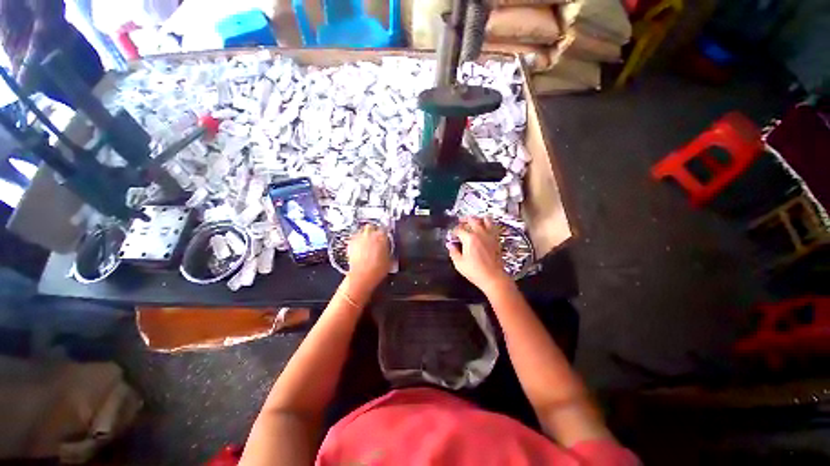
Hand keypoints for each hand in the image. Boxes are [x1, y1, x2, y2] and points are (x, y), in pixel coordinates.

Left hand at [347, 224, 391, 292]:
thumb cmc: (377, 269)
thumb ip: (389, 250)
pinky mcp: (350, 244)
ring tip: (367, 244)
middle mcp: (369, 234)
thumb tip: (388, 249)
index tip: (386, 237)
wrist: (362, 276)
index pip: (385, 229)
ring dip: (365, 236)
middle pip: (371, 227)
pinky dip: (357, 242)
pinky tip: (360, 249)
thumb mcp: (390, 260)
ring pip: (361, 232)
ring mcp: (358, 238)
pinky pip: (355, 239)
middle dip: (373, 231)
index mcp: (381, 236)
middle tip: (376, 238)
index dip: (385, 233)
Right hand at [447, 217, 510, 289]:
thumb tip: (450, 245)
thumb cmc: (475, 271)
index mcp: (469, 238)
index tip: (451, 236)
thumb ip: (453, 251)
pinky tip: (483, 228)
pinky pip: (493, 226)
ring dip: (477, 219)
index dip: (453, 231)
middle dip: (464, 220)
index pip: (459, 229)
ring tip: (473, 222)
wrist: (493, 277)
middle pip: (472, 220)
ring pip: (485, 219)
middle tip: (460, 223)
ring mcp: (489, 235)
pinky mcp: (496, 239)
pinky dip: (487, 224)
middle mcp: (480, 233)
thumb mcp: (459, 263)